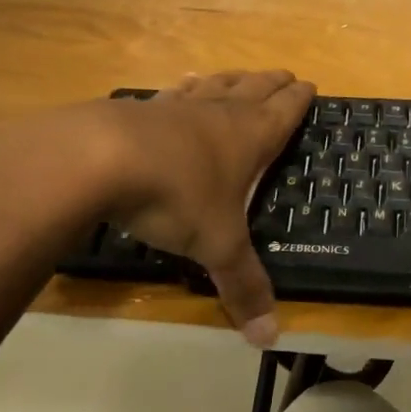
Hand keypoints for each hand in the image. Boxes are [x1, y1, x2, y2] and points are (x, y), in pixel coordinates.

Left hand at [96, 70, 314, 345]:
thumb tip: (269, 337)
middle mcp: (219, 113)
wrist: (100, 158)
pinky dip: (185, 87)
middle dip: (272, 83)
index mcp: (249, 137)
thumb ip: (243, 286)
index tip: (310, 84)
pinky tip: (182, 84)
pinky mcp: (142, 108)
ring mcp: (178, 107)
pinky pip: (172, 92)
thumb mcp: (216, 245)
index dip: (299, 99)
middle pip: (254, 89)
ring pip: (215, 85)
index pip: (284, 111)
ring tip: (241, 74)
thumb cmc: (176, 196)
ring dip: (232, 79)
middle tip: (285, 75)